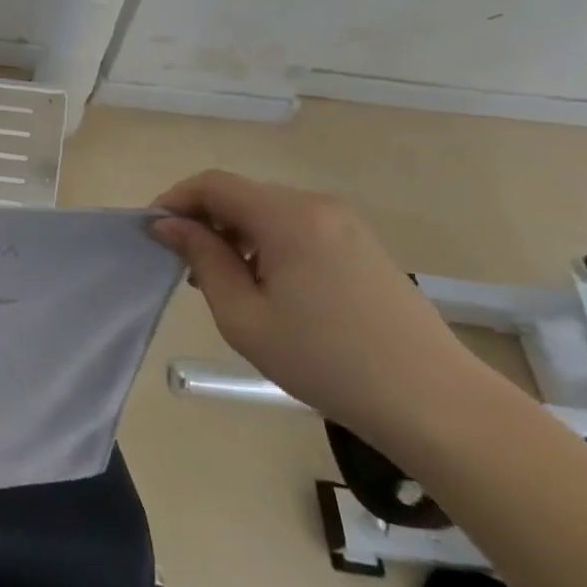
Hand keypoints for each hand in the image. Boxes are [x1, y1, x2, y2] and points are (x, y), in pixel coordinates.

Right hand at [150, 170, 491, 450]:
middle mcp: (316, 205)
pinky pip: (297, 228)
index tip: (153, 232)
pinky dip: (267, 244)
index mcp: (286, 215)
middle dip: (205, 221)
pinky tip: (268, 288)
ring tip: (224, 283)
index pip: (213, 184)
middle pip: (242, 195)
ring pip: (268, 212)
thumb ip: (202, 259)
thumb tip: (169, 224)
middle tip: (186, 267)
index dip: (176, 200)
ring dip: (236, 234)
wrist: (434, 403)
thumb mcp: (244, 315)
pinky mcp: (361, 245)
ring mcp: (344, 224)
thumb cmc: (325, 360)